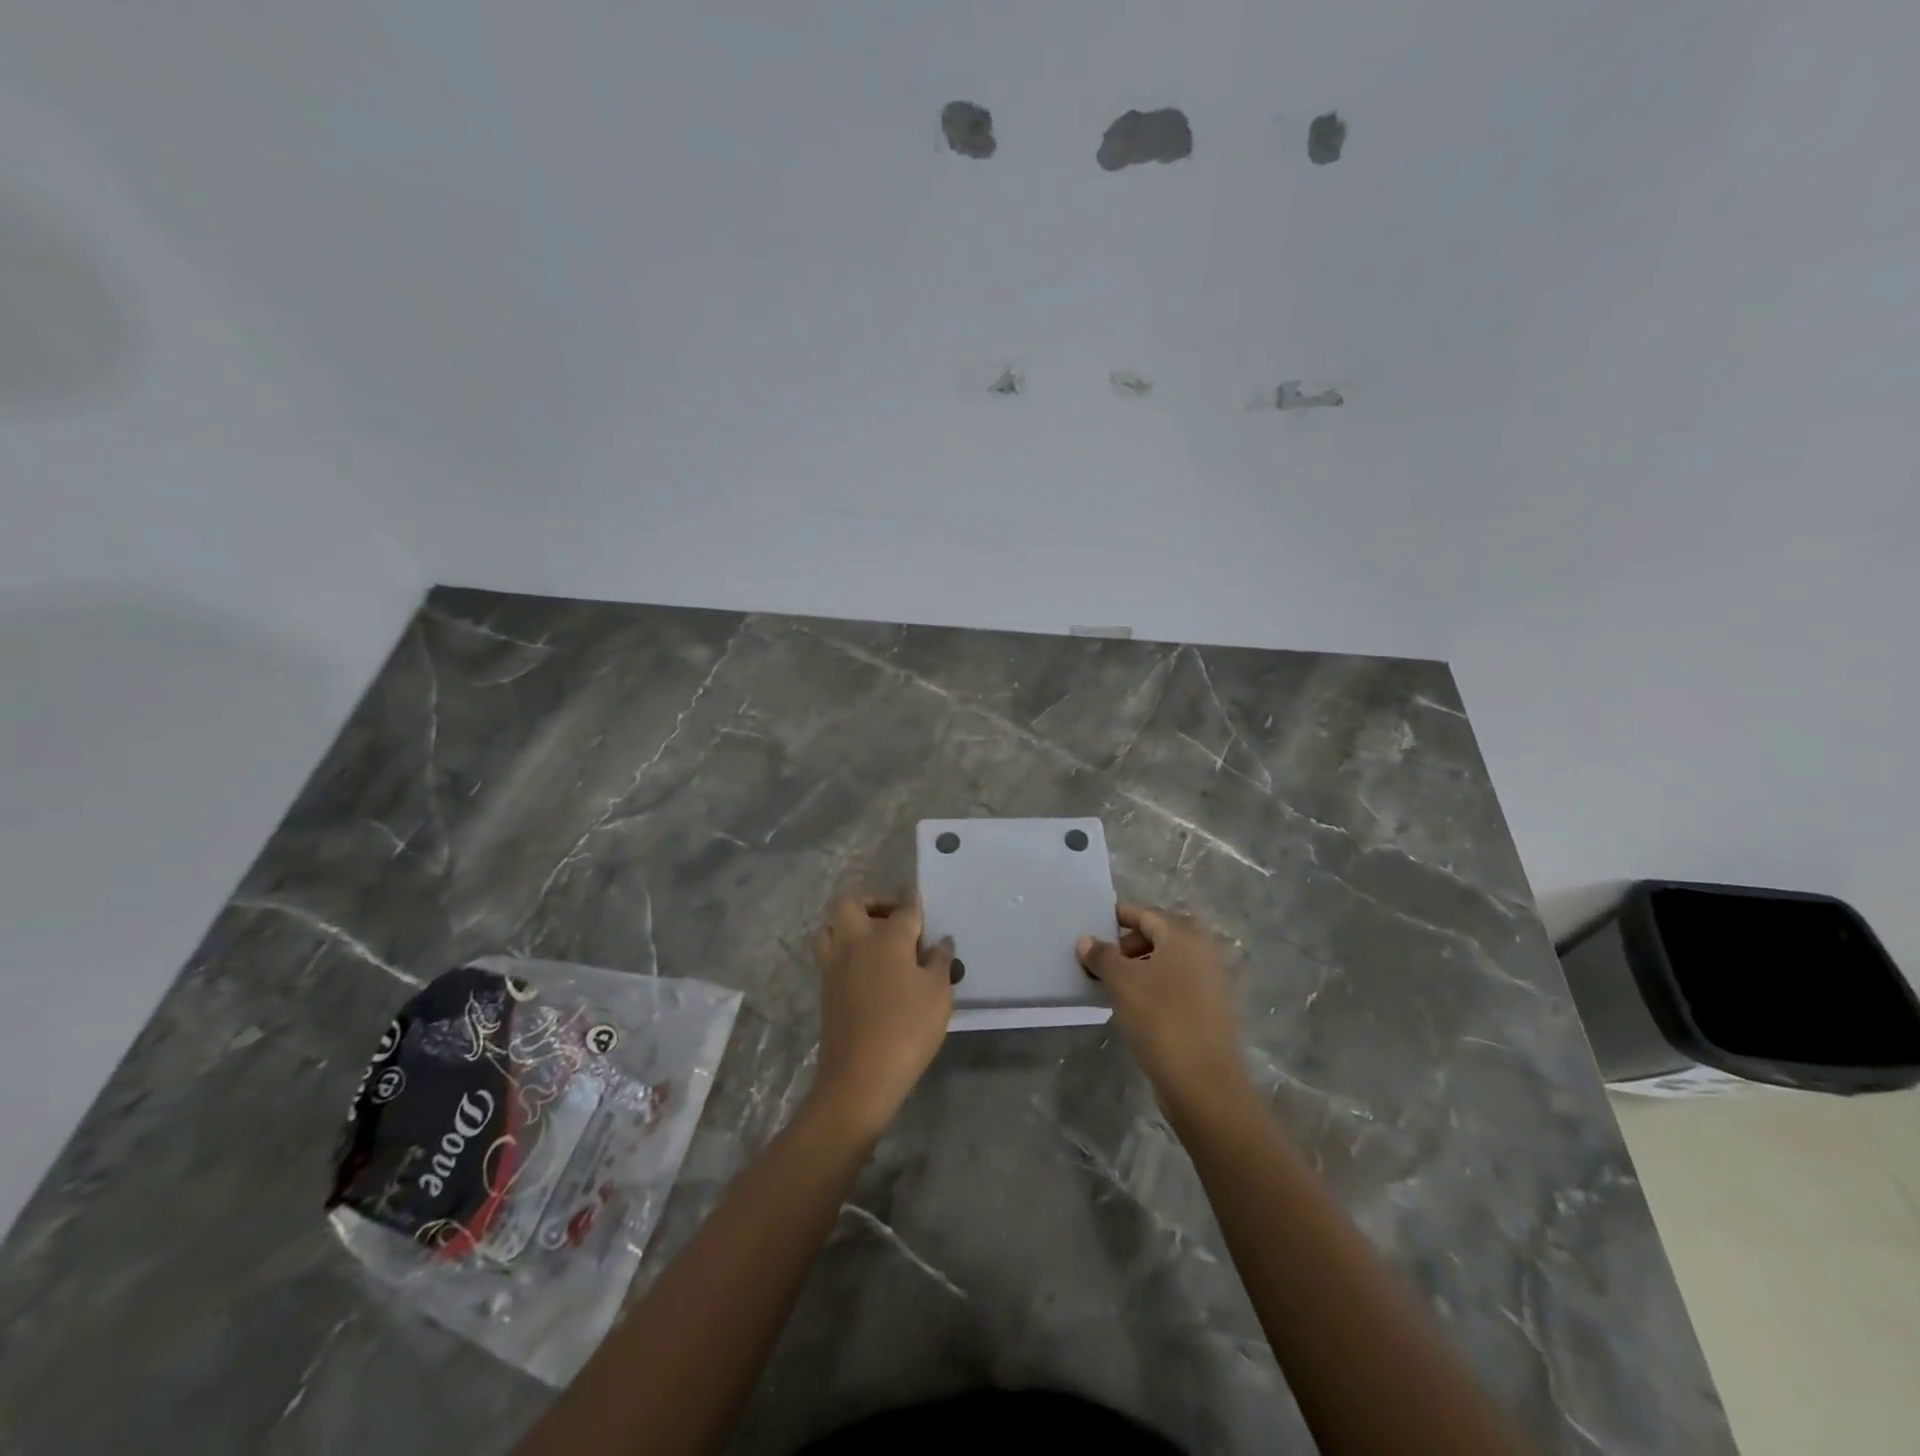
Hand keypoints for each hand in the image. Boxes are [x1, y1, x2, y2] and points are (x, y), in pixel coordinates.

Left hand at [810, 896, 955, 1137]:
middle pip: (852, 903)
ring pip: (831, 926)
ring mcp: (834, 965)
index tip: (917, 896)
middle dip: (872, 902)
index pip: (904, 908)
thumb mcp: (938, 994)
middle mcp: (856, 942)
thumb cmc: (907, 1029)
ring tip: (874, 941)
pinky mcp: (825, 988)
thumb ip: (939, 962)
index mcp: (887, 938)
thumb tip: (940, 942)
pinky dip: (845, 950)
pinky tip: (867, 969)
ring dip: (850, 925)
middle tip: (893, 919)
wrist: (860, 1076)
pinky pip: (830, 953)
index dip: (913, 900)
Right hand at [1077, 904, 1250, 1122]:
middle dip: (1129, 943)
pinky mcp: (1211, 1007)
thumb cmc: (1160, 1019)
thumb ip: (1102, 956)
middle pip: (1160, 934)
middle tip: (1103, 959)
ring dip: (1141, 965)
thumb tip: (1085, 940)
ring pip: (1169, 960)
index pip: (1146, 914)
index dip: (1119, 916)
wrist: (1204, 1082)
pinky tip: (1136, 1004)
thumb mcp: (1121, 983)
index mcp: (1183, 935)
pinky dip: (1156, 984)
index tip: (1094, 925)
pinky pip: (1178, 982)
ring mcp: (1211, 980)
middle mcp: (1203, 950)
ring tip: (1114, 984)